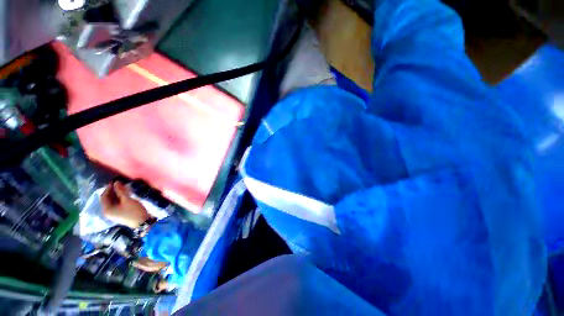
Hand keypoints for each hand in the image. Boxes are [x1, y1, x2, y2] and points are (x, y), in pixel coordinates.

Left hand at [100, 181, 150, 228]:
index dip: (108, 188)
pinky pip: (116, 203)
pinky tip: (125, 194)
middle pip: (107, 199)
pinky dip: (119, 198)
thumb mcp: (127, 200)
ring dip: (116, 194)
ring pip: (112, 201)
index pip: (104, 196)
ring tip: (123, 188)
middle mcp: (108, 211)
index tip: (115, 181)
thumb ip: (121, 191)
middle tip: (119, 184)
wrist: (142, 222)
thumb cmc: (134, 211)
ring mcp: (114, 213)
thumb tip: (116, 182)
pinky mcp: (119, 213)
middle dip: (112, 191)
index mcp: (107, 209)